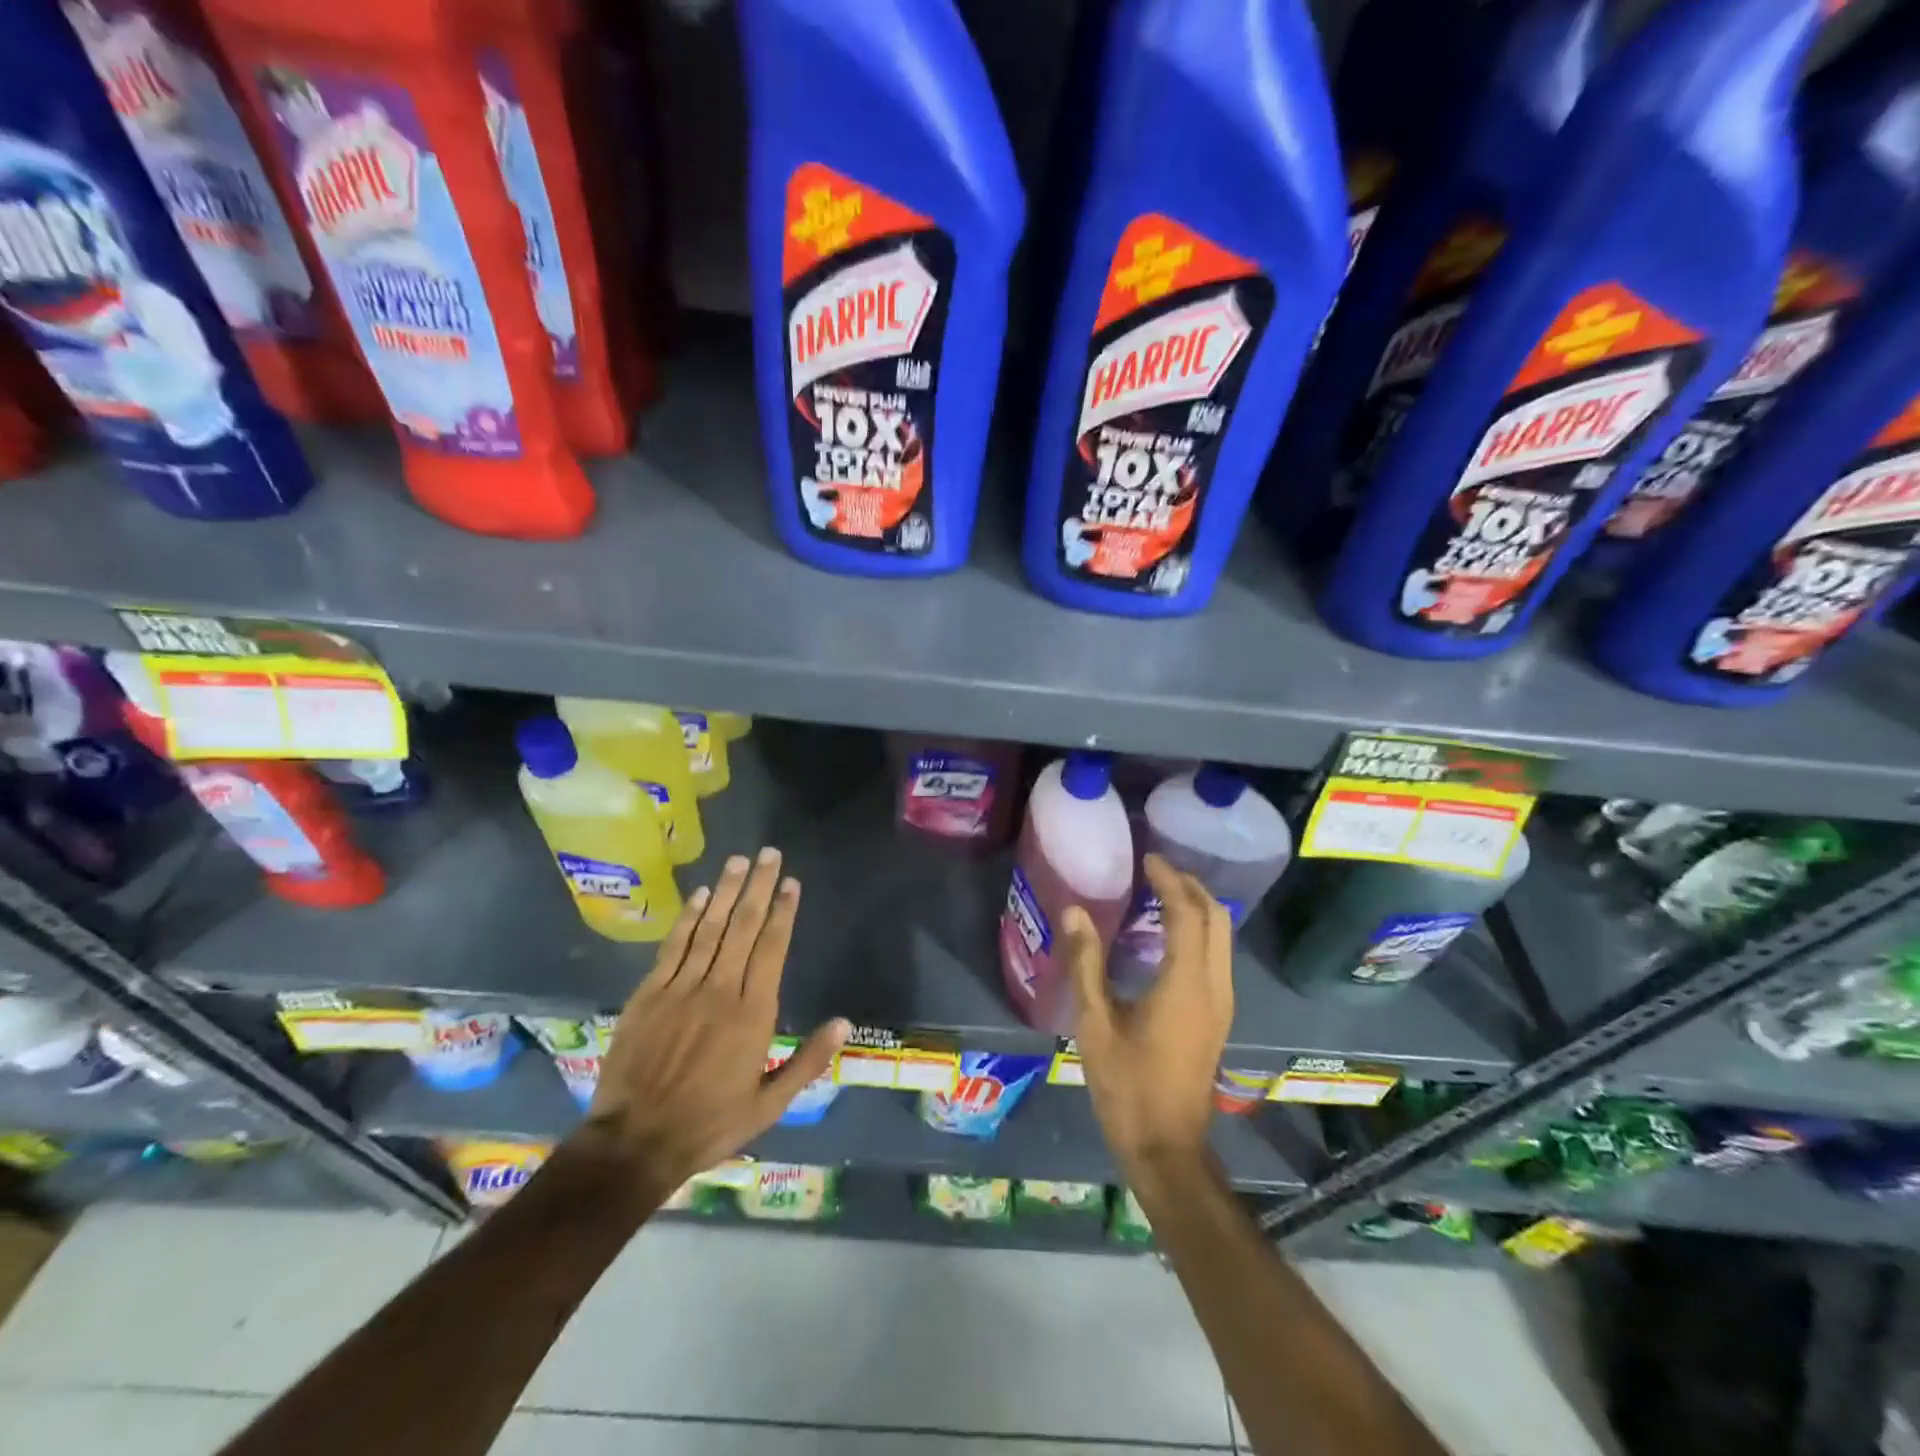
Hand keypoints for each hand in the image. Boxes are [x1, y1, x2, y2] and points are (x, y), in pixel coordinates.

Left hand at [578, 848, 848, 1207]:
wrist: (635, 1143)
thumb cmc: (710, 1124)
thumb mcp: (770, 1104)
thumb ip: (807, 1061)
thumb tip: (844, 1023)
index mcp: (753, 1014)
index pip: (772, 948)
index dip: (784, 911)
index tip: (791, 883)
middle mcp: (720, 990)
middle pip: (744, 927)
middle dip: (759, 887)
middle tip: (769, 854)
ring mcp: (681, 989)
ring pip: (710, 928)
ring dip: (726, 892)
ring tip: (739, 861)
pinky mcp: (649, 994)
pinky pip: (674, 947)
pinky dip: (689, 918)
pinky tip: (700, 896)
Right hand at [1064, 854, 1232, 1188]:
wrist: (1167, 1147)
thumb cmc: (1127, 1086)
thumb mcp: (1095, 1023)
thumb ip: (1086, 963)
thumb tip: (1075, 912)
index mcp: (1186, 984)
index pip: (1187, 913)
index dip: (1169, 880)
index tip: (1147, 857)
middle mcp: (1214, 987)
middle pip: (1216, 918)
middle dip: (1190, 886)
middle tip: (1156, 870)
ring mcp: (1222, 1003)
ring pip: (1222, 937)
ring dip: (1197, 907)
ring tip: (1159, 893)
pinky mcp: (1218, 1016)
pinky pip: (1216, 956)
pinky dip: (1199, 931)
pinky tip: (1167, 935)